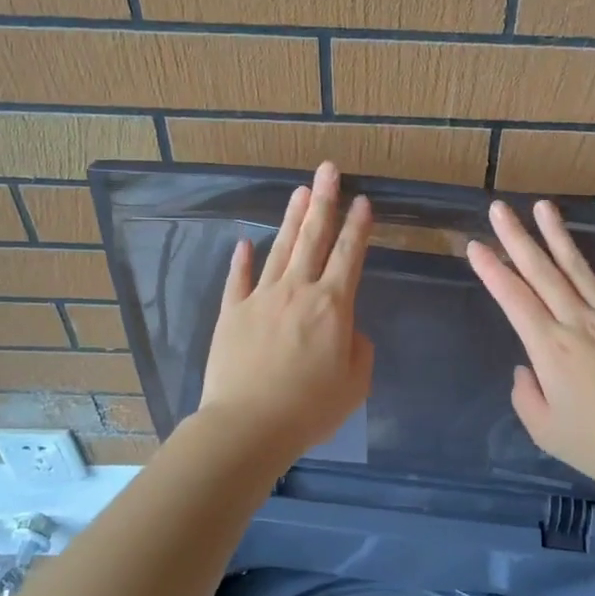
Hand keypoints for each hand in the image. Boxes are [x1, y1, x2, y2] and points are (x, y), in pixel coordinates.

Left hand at [196, 161, 374, 461]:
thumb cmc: (310, 408)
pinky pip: (238, 279)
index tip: (363, 201)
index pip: (348, 255)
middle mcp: (297, 291)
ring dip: (292, 218)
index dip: (357, 227)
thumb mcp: (355, 384)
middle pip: (313, 238)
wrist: (249, 425)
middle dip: (324, 201)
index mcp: (333, 305)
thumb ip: (358, 349)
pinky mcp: (231, 313)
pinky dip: (242, 260)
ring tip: (300, 191)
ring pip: (280, 249)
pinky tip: (245, 243)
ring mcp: (260, 298)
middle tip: (329, 170)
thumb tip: (347, 329)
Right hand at [467, 199, 594, 496]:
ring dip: (560, 236)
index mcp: (550, 348)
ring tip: (544, 206)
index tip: (475, 246)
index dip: (492, 271)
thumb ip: (526, 395)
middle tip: (500, 209)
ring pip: (581, 269)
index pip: (514, 299)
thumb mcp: (545, 431)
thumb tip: (526, 368)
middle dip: (517, 239)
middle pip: (542, 273)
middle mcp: (578, 322)